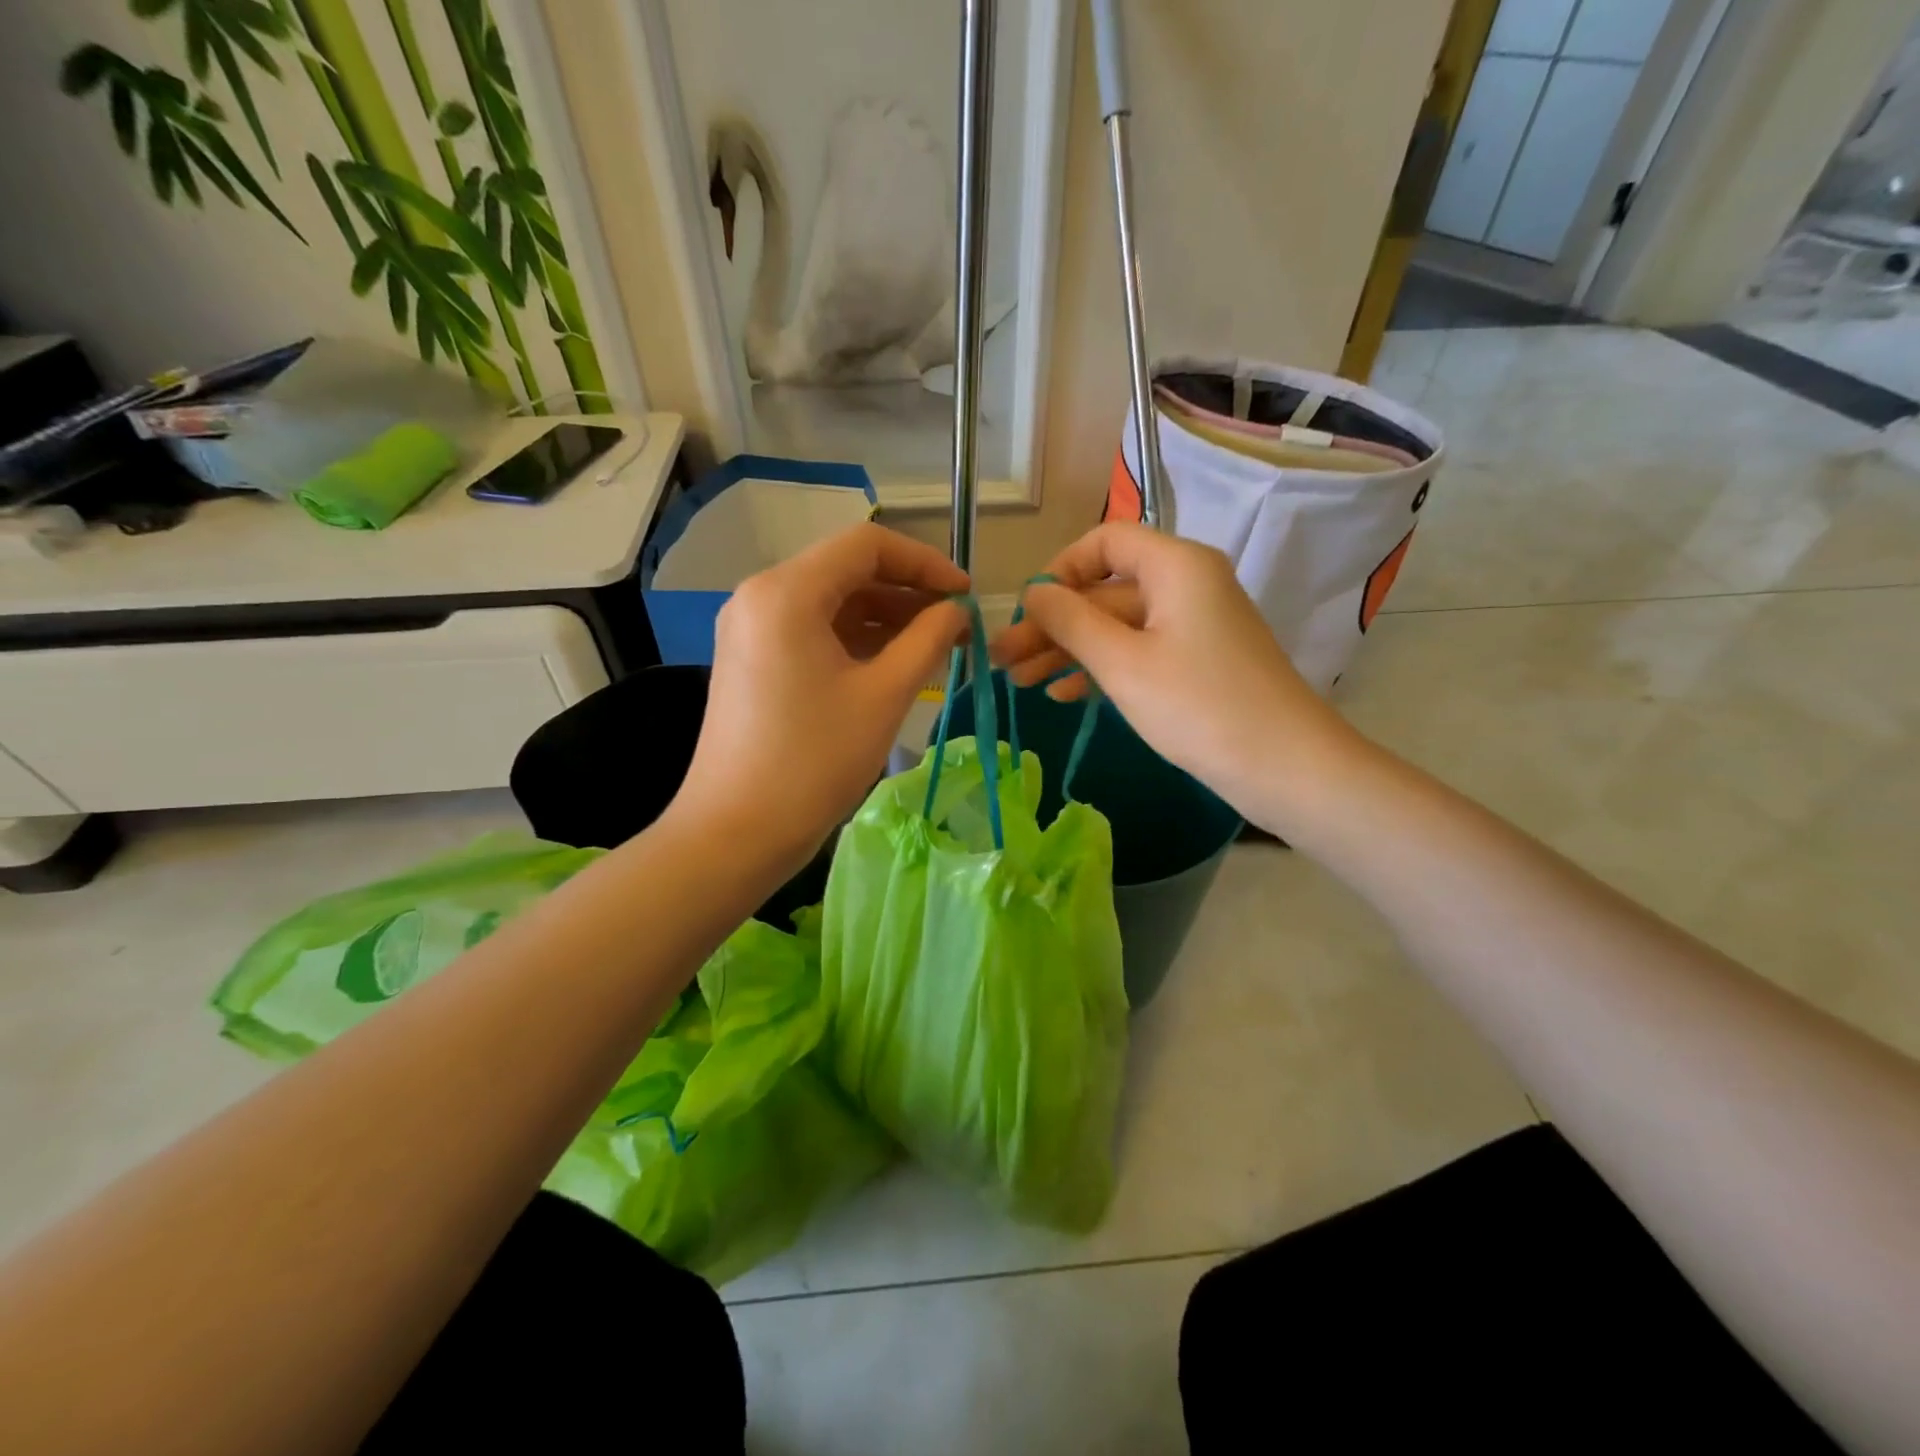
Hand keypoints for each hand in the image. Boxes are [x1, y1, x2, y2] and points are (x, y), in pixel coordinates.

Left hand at [674, 523, 968, 874]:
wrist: (736, 831)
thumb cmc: (814, 761)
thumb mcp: (884, 695)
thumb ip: (928, 640)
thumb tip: (957, 611)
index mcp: (787, 592)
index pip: (867, 546)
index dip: (925, 562)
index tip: (965, 595)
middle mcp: (761, 595)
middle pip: (847, 570)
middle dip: (907, 592)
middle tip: (955, 626)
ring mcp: (751, 628)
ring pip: (831, 602)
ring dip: (885, 617)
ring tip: (934, 648)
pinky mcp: (752, 659)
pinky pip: (812, 631)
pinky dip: (855, 639)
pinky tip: (893, 664)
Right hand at [989, 522, 1360, 828]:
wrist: (1284, 766)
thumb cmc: (1198, 706)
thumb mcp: (1122, 663)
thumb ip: (1070, 622)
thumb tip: (1033, 592)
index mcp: (1175, 565)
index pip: (1104, 541)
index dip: (1059, 570)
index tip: (1027, 611)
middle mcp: (1186, 583)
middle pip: (1105, 590)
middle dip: (1053, 623)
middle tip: (1003, 660)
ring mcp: (1193, 625)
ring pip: (1117, 626)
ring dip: (1069, 650)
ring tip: (1020, 682)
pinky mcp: (1197, 662)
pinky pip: (1138, 651)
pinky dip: (1101, 668)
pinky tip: (1062, 694)